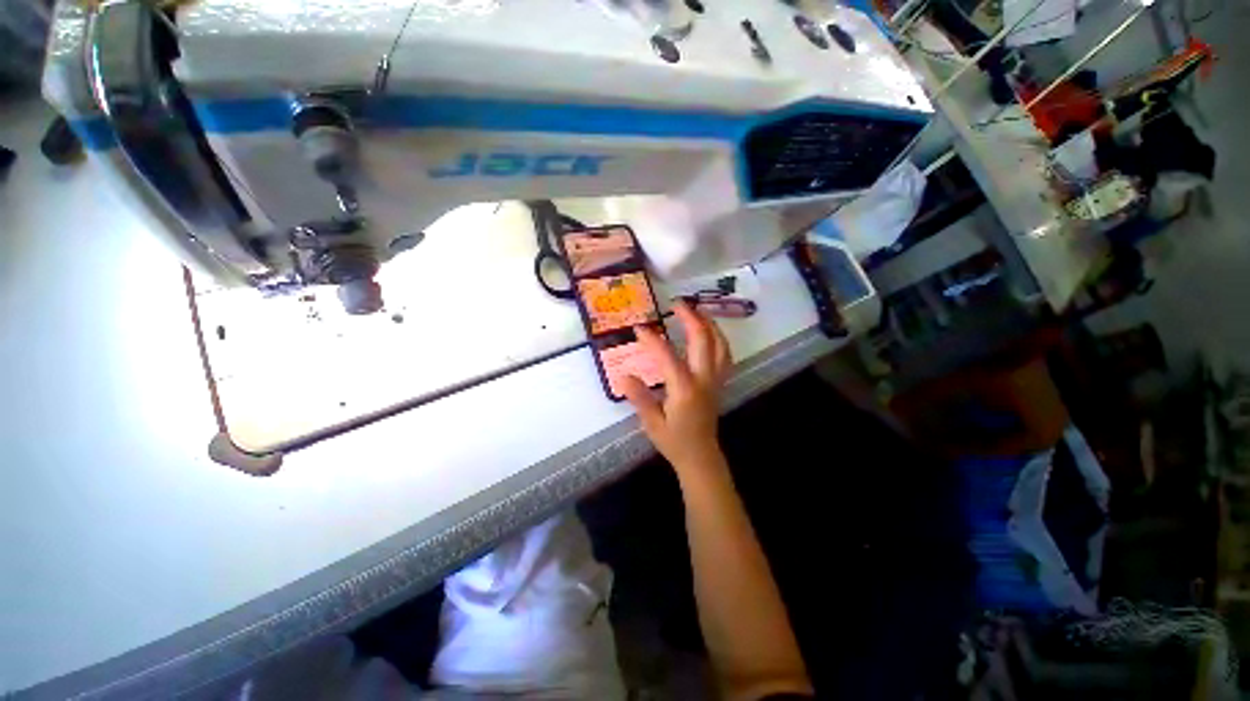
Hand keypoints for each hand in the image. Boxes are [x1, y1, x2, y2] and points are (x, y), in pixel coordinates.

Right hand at [620, 300, 732, 470]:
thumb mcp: (651, 422)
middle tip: (676, 304)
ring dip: (709, 323)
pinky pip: (725, 354)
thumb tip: (623, 376)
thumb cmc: (674, 441)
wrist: (700, 456)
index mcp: (684, 389)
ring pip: (720, 344)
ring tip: (697, 310)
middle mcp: (703, 379)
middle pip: (703, 340)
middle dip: (690, 318)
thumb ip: (639, 397)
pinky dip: (719, 338)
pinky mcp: (720, 382)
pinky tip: (710, 332)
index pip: (668, 356)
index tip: (639, 327)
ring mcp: (715, 379)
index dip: (652, 340)